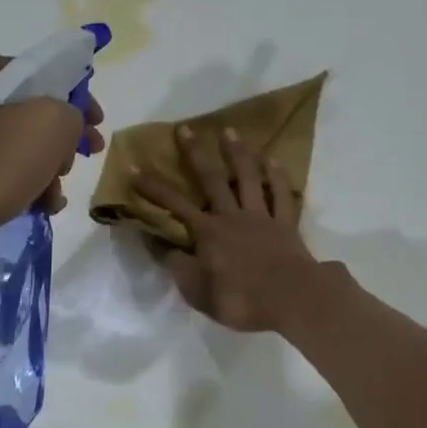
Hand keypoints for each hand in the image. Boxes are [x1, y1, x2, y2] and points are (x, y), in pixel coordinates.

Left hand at [0, 51, 104, 246]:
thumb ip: (71, 111)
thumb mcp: (49, 125)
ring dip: (45, 167)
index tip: (96, 123)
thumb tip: (65, 123)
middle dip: (61, 139)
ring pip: (16, 142)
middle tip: (79, 160)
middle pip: (30, 109)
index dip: (77, 95)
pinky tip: (38, 206)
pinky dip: (21, 182)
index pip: (41, 71)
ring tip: (55, 196)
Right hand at [134, 127, 323, 333]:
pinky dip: (278, 176)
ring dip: (238, 153)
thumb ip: (176, 265)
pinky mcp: (287, 223)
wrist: (291, 299)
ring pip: (249, 177)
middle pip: (212, 179)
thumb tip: (156, 242)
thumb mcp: (197, 291)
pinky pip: (283, 194)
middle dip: (196, 153)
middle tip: (185, 128)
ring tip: (230, 131)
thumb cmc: (240, 299)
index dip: (154, 188)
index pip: (174, 205)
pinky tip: (273, 159)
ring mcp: (262, 216)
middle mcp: (233, 216)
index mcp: (208, 233)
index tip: (135, 169)